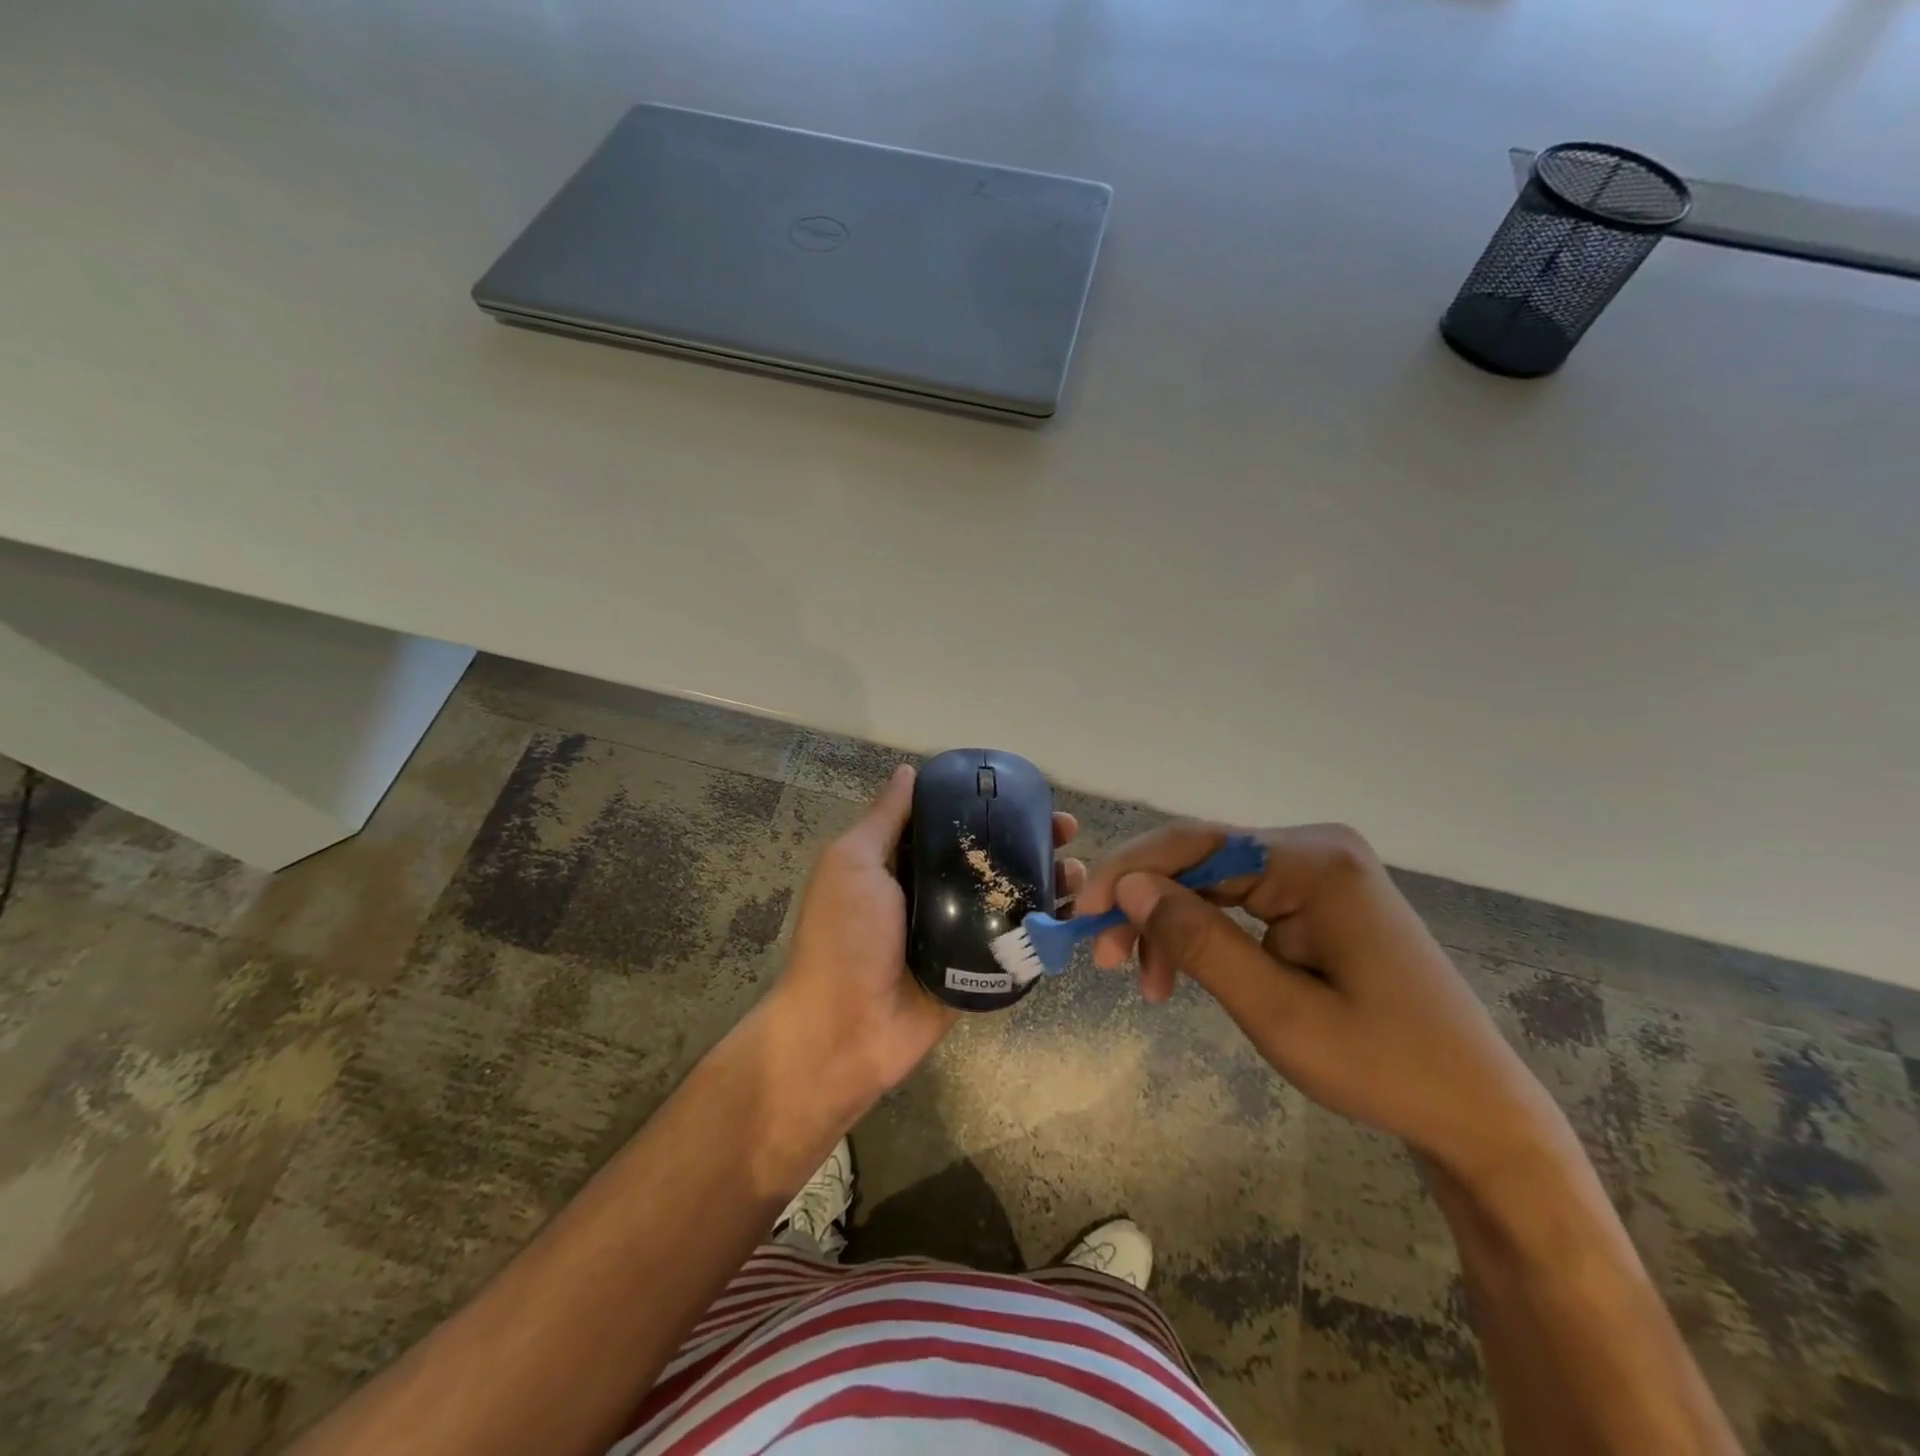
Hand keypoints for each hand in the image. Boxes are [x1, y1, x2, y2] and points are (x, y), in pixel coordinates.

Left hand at [768, 765, 1083, 1117]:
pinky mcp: (977, 968)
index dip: (988, 806)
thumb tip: (908, 771)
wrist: (844, 1032)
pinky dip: (1044, 924)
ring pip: (1010, 896)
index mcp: (902, 864)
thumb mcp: (852, 864)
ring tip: (1075, 871)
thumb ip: (884, 820)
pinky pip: (1016, 940)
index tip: (1026, 794)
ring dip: (1046, 879)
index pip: (953, 823)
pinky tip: (1071, 912)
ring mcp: (958, 932)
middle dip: (1030, 840)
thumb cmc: (843, 938)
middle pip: (990, 857)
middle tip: (1065, 831)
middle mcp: (933, 892)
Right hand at [1075, 822, 1569, 1184]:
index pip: (1197, 844)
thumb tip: (1127, 885)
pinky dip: (1204, 936)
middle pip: (1202, 861)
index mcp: (1315, 861)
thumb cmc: (1382, 1067)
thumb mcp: (1277, 1011)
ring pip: (1214, 883)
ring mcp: (1319, 872)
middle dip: (1147, 907)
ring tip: (1146, 984)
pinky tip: (1183, 973)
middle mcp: (1316, 849)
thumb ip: (1198, 941)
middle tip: (1106, 960)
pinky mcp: (1319, 899)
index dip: (1130, 873)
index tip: (1081, 914)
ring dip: (1171, 927)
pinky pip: (1240, 903)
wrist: (1476, 1112)